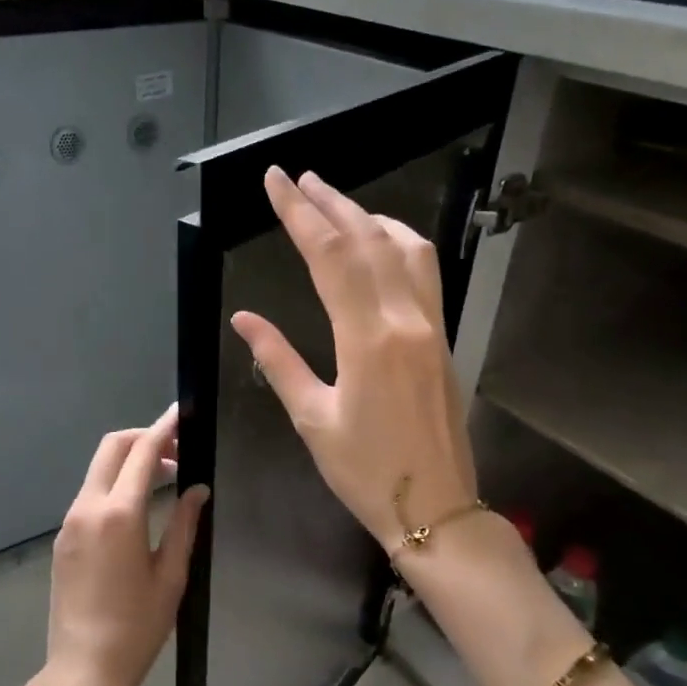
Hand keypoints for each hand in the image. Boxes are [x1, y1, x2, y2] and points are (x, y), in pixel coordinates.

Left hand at [29, 405, 208, 685]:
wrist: (84, 669)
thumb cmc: (137, 627)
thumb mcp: (171, 575)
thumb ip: (185, 524)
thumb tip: (198, 489)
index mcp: (119, 514)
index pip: (142, 452)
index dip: (164, 428)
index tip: (181, 413)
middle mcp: (88, 508)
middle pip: (111, 448)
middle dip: (143, 438)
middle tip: (176, 451)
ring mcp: (70, 522)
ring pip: (98, 470)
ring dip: (128, 462)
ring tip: (164, 478)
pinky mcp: (63, 538)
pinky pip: (89, 495)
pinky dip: (114, 485)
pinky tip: (137, 507)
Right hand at [230, 167, 478, 557]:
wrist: (435, 507)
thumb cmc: (364, 471)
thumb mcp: (311, 418)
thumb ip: (278, 360)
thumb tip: (244, 318)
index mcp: (367, 338)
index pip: (328, 256)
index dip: (298, 213)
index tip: (275, 182)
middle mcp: (405, 318)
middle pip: (366, 240)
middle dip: (329, 202)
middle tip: (299, 178)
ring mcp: (431, 324)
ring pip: (404, 248)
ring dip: (367, 216)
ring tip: (335, 201)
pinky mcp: (442, 336)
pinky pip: (424, 271)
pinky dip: (399, 242)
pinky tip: (381, 242)